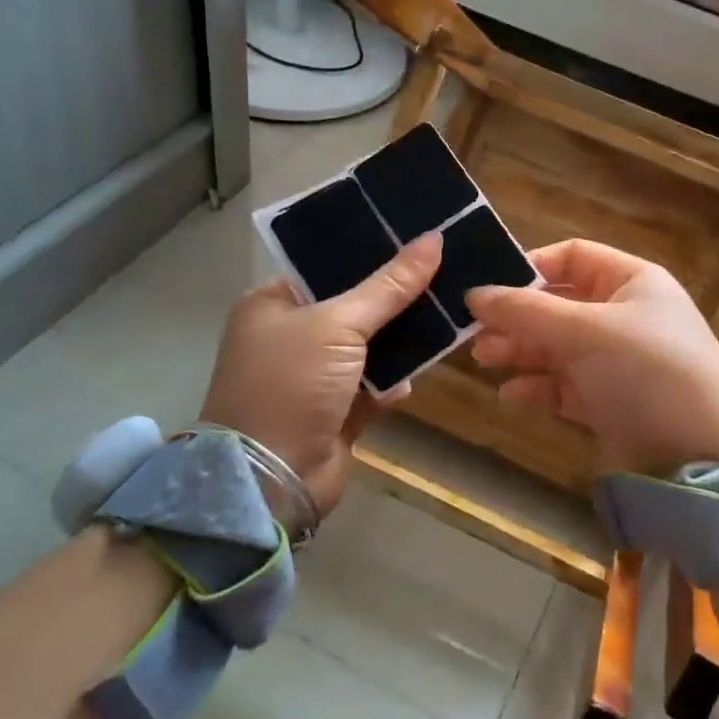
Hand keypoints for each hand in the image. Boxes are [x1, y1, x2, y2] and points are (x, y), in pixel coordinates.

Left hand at [199, 232, 441, 530]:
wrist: (271, 479)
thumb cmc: (292, 384)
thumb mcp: (338, 324)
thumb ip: (389, 286)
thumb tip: (434, 239)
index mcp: (273, 305)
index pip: (327, 268)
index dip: (370, 254)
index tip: (417, 240)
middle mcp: (291, 337)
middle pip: (354, 307)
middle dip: (395, 299)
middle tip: (445, 274)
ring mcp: (314, 378)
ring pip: (369, 349)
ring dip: (401, 343)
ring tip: (447, 317)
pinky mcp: (336, 413)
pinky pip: (374, 387)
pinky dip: (392, 385)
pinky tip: (412, 380)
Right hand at [465, 240, 718, 474]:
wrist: (706, 456)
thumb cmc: (649, 373)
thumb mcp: (588, 332)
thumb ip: (527, 311)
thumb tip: (474, 293)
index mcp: (631, 281)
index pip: (572, 256)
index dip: (529, 267)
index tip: (488, 287)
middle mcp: (623, 315)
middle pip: (557, 304)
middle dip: (516, 316)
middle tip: (473, 332)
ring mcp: (616, 361)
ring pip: (557, 346)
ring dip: (520, 350)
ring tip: (483, 359)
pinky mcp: (609, 402)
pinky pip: (564, 386)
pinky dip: (538, 387)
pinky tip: (511, 395)